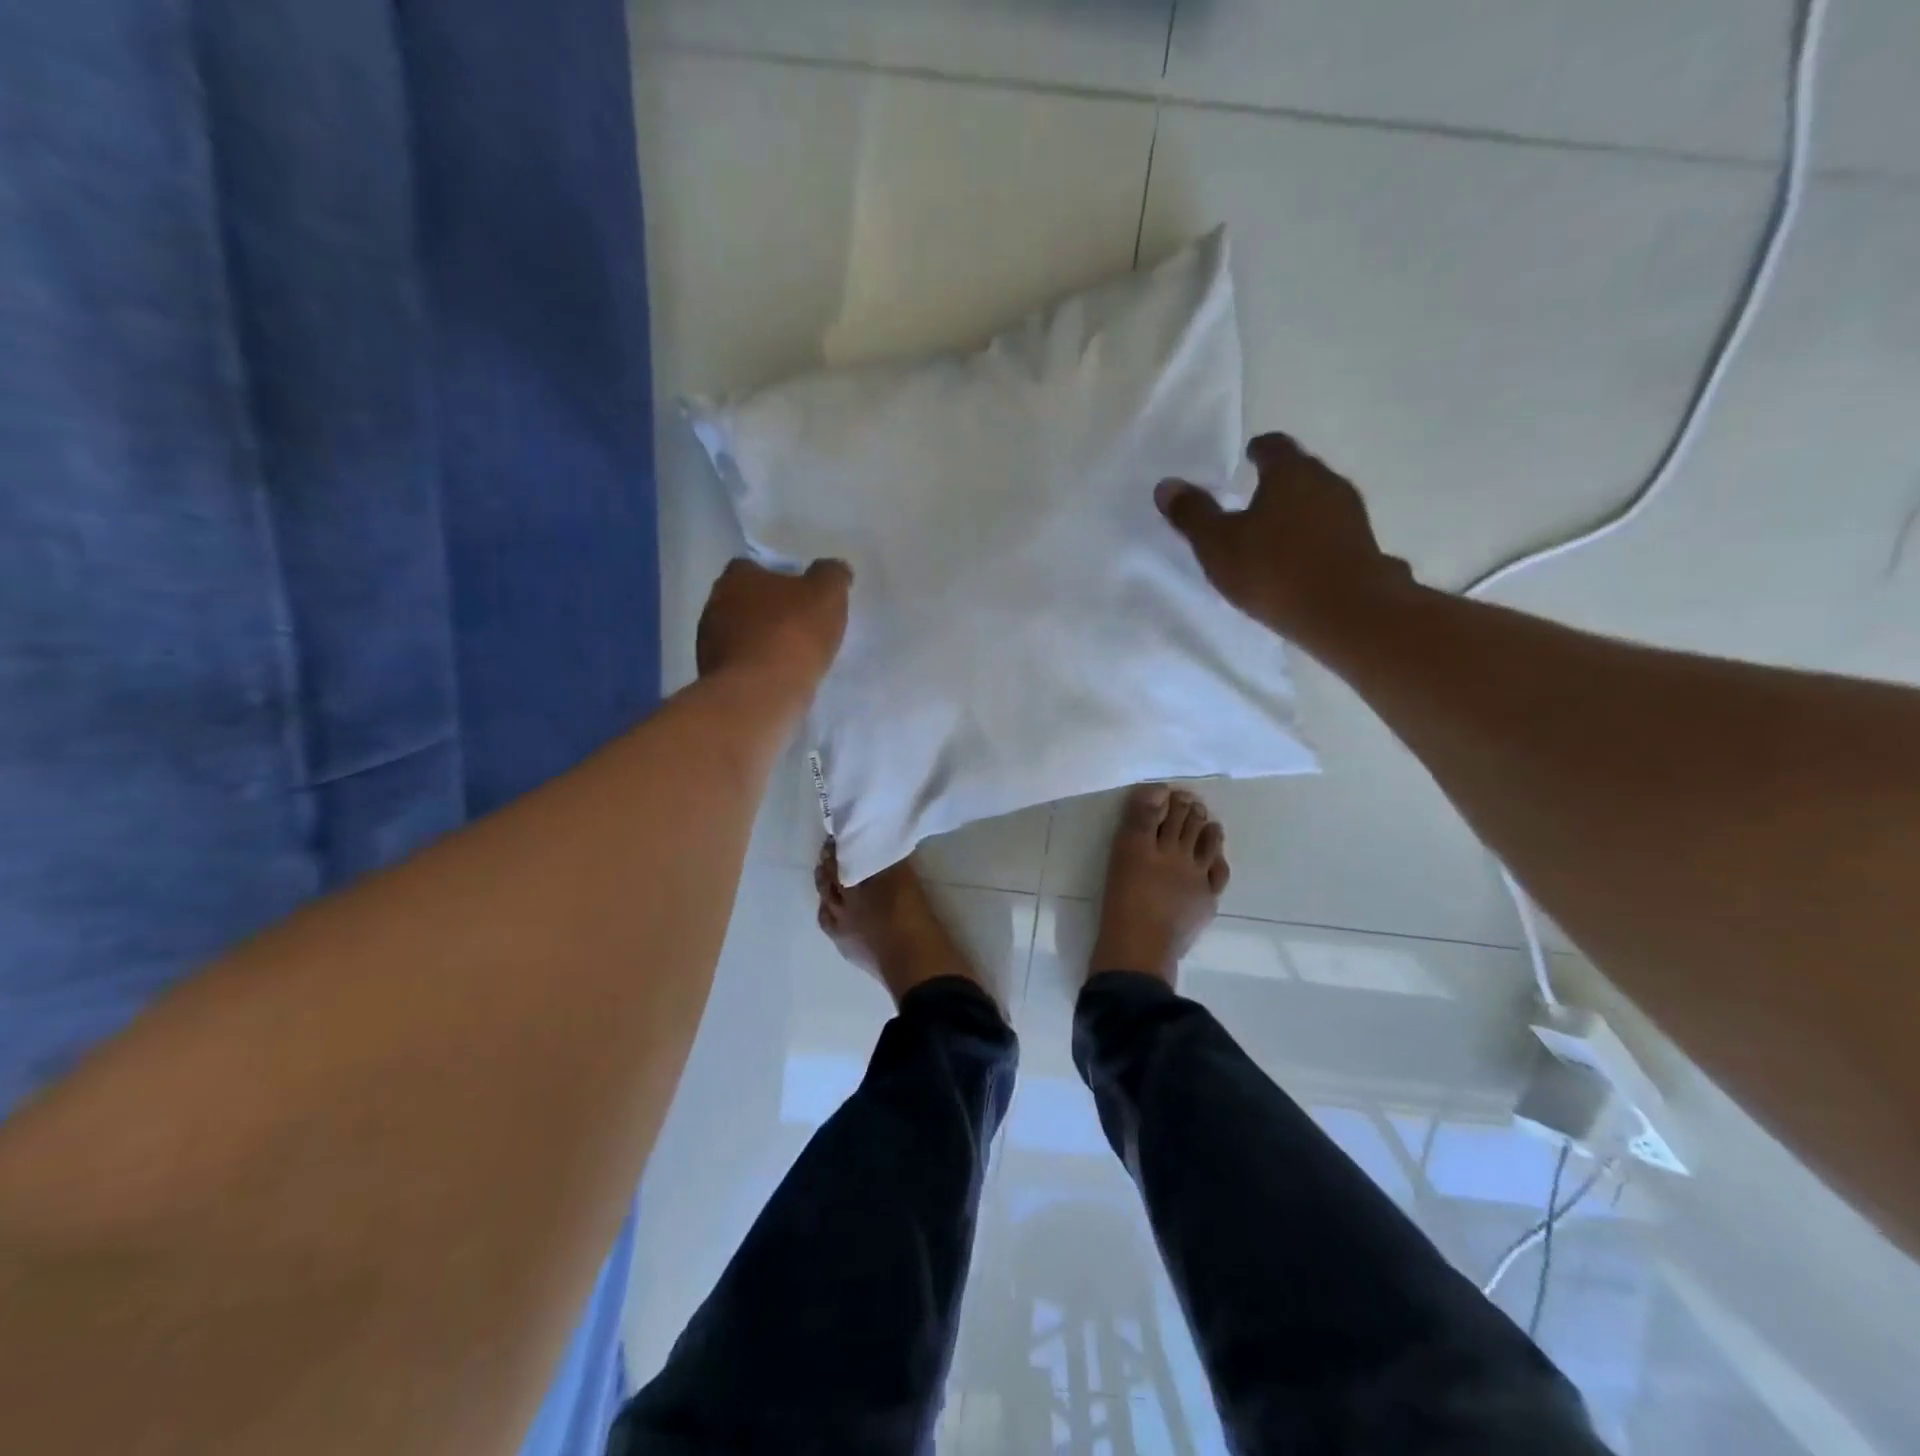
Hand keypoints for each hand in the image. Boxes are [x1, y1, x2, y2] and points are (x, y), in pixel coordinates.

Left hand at [696, 558, 851, 692]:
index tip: (799, 593)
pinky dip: (756, 667)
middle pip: (743, 600)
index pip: (751, 567)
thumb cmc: (792, 634)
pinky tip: (778, 678)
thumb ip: (832, 575)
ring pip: (739, 634)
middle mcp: (714, 604)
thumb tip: (835, 569)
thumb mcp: (827, 594)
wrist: (760, 694)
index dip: (776, 577)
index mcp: (737, 577)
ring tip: (790, 656)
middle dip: (767, 610)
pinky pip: (739, 664)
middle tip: (798, 624)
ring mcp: (709, 643)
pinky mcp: (712, 676)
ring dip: (760, 640)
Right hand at [1156, 432, 1414, 648]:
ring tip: (1276, 532)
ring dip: (1300, 511)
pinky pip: (1333, 532)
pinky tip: (1302, 560)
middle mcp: (1327, 482)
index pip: (1274, 446)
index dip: (1259, 449)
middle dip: (1280, 480)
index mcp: (1290, 472)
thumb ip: (1193, 514)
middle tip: (1256, 496)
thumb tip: (1166, 485)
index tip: (1248, 456)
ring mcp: (1351, 514)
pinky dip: (1316, 538)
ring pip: (1320, 501)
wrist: (1346, 612)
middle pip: (1301, 471)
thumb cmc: (1274, 570)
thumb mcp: (1218, 545)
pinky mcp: (1365, 546)